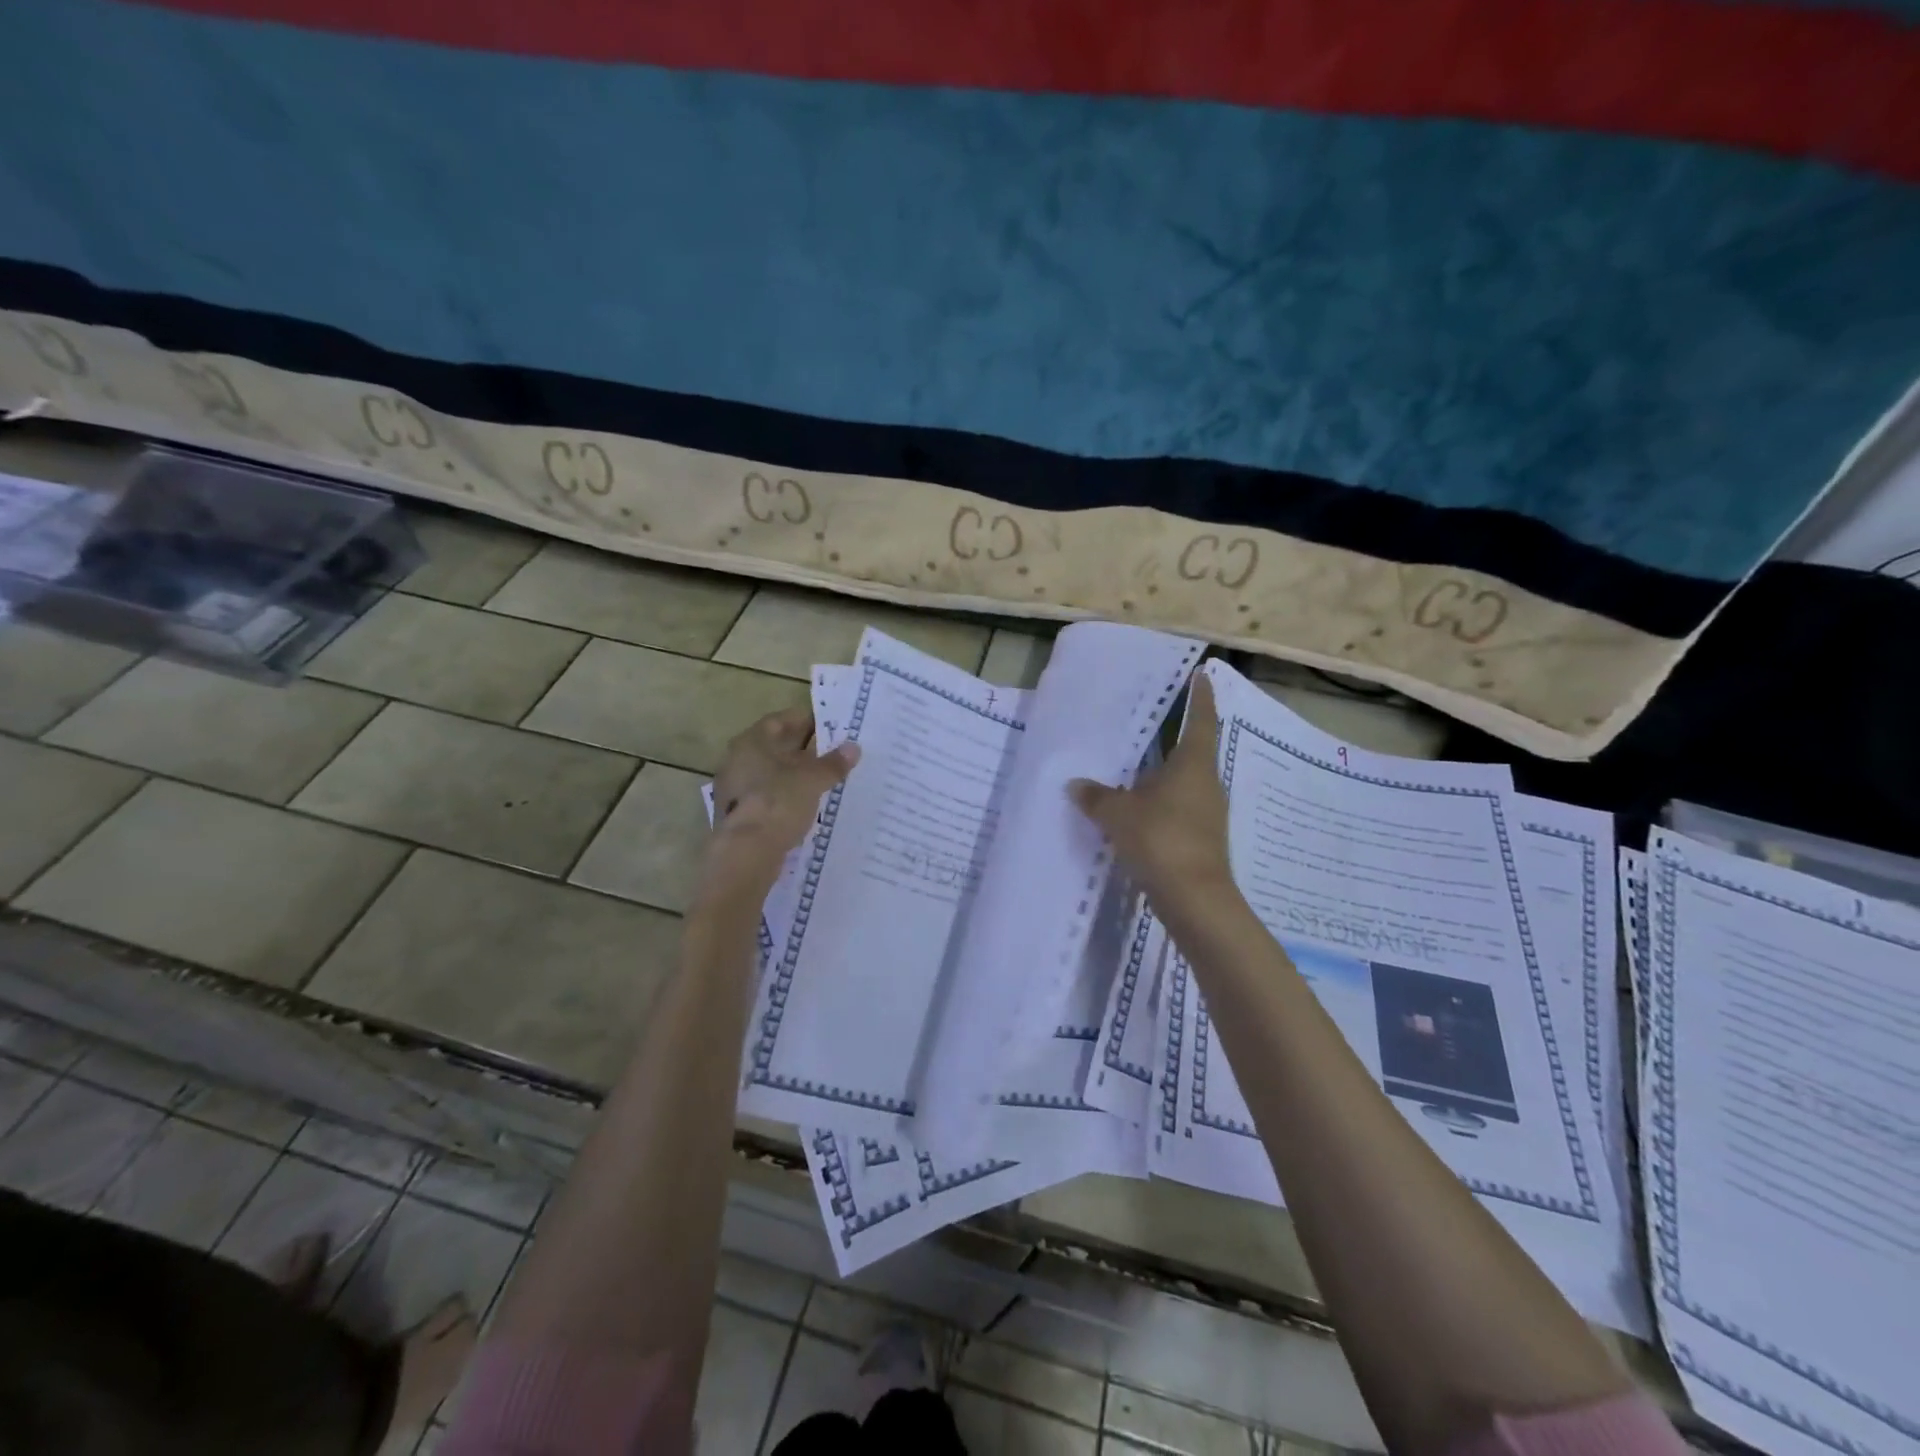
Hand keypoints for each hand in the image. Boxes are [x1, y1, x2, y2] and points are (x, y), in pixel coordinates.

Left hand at [702, 707, 858, 899]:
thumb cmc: (778, 803)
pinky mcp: (740, 814)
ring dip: (798, 773)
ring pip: (773, 773)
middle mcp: (738, 760)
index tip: (831, 725)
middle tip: (835, 751)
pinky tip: (809, 803)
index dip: (807, 720)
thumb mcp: (812, 780)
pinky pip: (769, 796)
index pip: (781, 720)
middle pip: (776, 747)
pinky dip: (788, 795)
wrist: (746, 854)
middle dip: (805, 749)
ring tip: (828, 777)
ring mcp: (735, 789)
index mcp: (751, 742)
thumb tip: (853, 748)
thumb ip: (833, 763)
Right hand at [1069, 671, 1234, 912]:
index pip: (1201, 719)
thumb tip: (1076, 784)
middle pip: (1193, 750)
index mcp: (1193, 764)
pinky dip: (1159, 801)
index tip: (1202, 674)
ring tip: (1134, 764)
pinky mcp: (1201, 838)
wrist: (1194, 899)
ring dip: (1163, 772)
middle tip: (1150, 719)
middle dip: (1174, 735)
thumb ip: (1096, 796)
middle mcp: (1206, 783)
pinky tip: (1137, 807)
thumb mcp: (1117, 814)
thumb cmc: (1160, 839)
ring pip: (1184, 782)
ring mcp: (1207, 813)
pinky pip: (1178, 807)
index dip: (1201, 696)